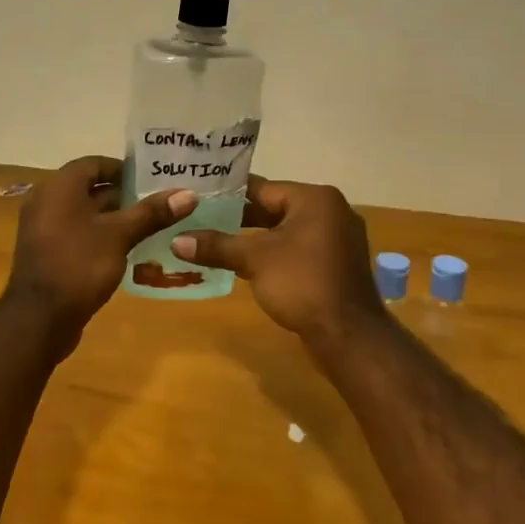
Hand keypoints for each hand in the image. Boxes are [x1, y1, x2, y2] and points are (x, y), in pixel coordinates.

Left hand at [6, 157, 195, 344]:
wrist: (39, 318)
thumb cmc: (79, 265)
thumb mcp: (119, 236)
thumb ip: (151, 213)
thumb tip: (188, 194)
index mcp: (59, 187)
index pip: (94, 163)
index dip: (123, 169)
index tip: (152, 179)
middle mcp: (46, 201)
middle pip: (89, 188)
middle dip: (123, 195)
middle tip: (158, 203)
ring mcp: (43, 228)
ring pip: (84, 213)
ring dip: (113, 217)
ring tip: (150, 225)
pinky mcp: (47, 252)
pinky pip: (76, 233)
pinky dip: (99, 235)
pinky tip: (126, 248)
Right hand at [170, 179, 388, 348]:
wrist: (348, 335)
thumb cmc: (302, 283)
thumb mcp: (254, 259)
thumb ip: (216, 245)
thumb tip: (176, 240)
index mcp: (315, 198)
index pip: (262, 187)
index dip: (228, 195)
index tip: (198, 198)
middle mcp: (331, 211)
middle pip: (275, 207)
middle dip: (239, 217)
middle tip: (200, 221)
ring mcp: (338, 239)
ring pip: (286, 230)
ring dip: (256, 238)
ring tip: (216, 242)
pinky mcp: (337, 263)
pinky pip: (299, 249)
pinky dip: (275, 253)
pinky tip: (248, 264)